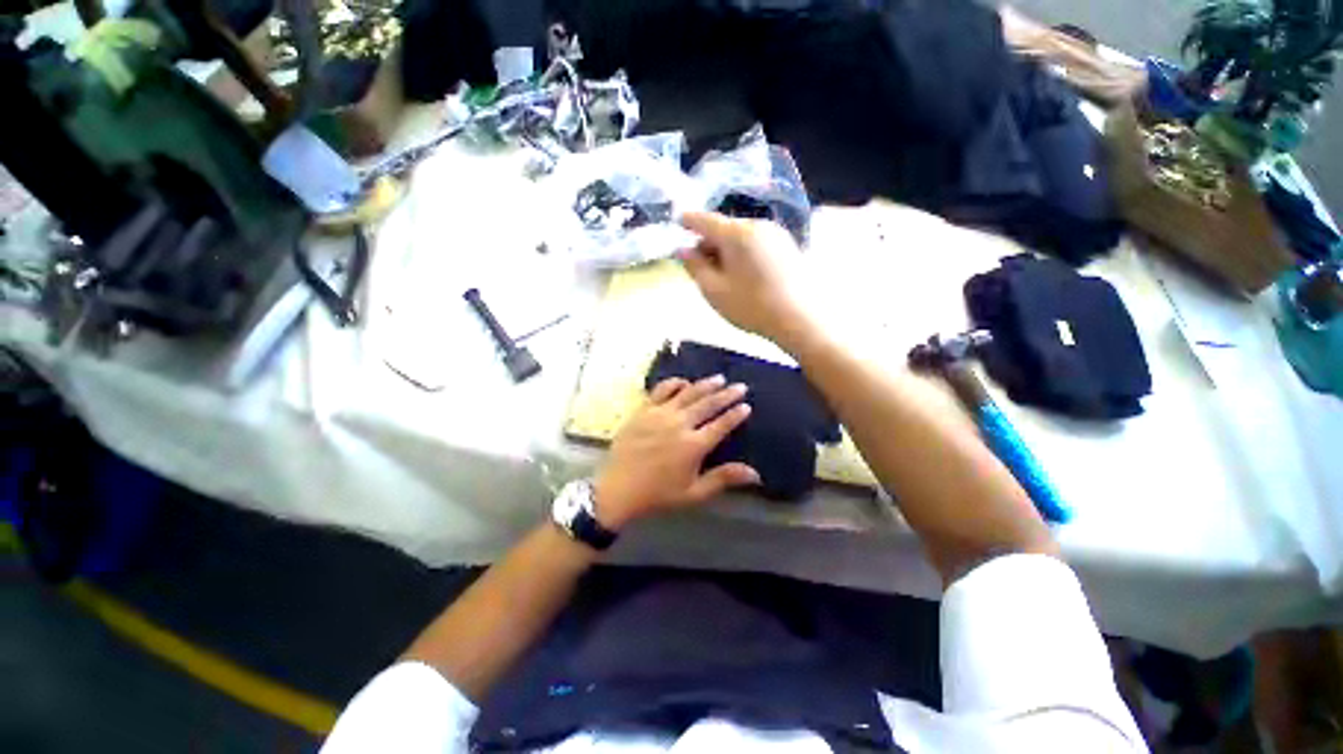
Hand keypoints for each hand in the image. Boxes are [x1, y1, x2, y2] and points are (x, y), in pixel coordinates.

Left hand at [594, 375, 760, 528]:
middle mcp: (680, 424)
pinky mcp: (644, 410)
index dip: (736, 414)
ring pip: (688, 393)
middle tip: (740, 386)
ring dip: (706, 384)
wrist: (618, 489)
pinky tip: (684, 382)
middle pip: (708, 404)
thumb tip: (755, 473)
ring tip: (719, 378)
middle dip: (727, 394)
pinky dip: (675, 383)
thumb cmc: (658, 494)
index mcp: (694, 445)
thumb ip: (723, 479)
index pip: (722, 425)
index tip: (746, 406)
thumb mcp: (694, 493)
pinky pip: (661, 390)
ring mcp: (660, 414)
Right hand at [679, 211, 815, 349]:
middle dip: (709, 244)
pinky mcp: (788, 246)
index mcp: (736, 233)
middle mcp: (757, 226)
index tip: (678, 221)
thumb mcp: (714, 291)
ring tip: (724, 278)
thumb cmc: (751, 307)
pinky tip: (745, 277)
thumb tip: (683, 249)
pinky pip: (757, 244)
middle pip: (724, 229)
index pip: (705, 220)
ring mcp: (776, 235)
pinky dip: (744, 255)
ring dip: (727, 251)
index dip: (688, 221)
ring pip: (741, 237)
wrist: (800, 320)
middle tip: (700, 269)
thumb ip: (695, 267)